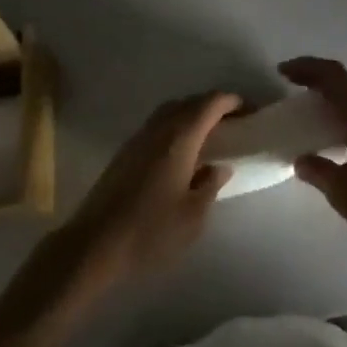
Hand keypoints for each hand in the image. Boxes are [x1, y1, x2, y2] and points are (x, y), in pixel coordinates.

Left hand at [56, 92, 239, 290]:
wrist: (94, 244)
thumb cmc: (150, 231)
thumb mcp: (193, 217)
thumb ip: (210, 185)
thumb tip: (220, 166)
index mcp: (181, 136)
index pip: (212, 103)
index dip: (234, 101)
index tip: (251, 111)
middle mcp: (160, 126)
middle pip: (192, 102)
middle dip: (215, 106)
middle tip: (235, 124)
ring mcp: (140, 136)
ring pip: (173, 111)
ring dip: (194, 115)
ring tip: (211, 137)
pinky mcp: (127, 150)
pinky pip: (159, 124)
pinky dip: (177, 126)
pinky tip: (182, 153)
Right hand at [281, 56, 346, 269]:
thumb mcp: (341, 191)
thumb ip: (317, 170)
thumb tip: (301, 160)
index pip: (333, 75)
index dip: (307, 67)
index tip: (283, 72)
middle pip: (344, 81)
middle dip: (316, 77)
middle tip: (291, 85)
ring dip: (330, 95)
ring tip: (307, 109)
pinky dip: (341, 112)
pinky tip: (332, 135)